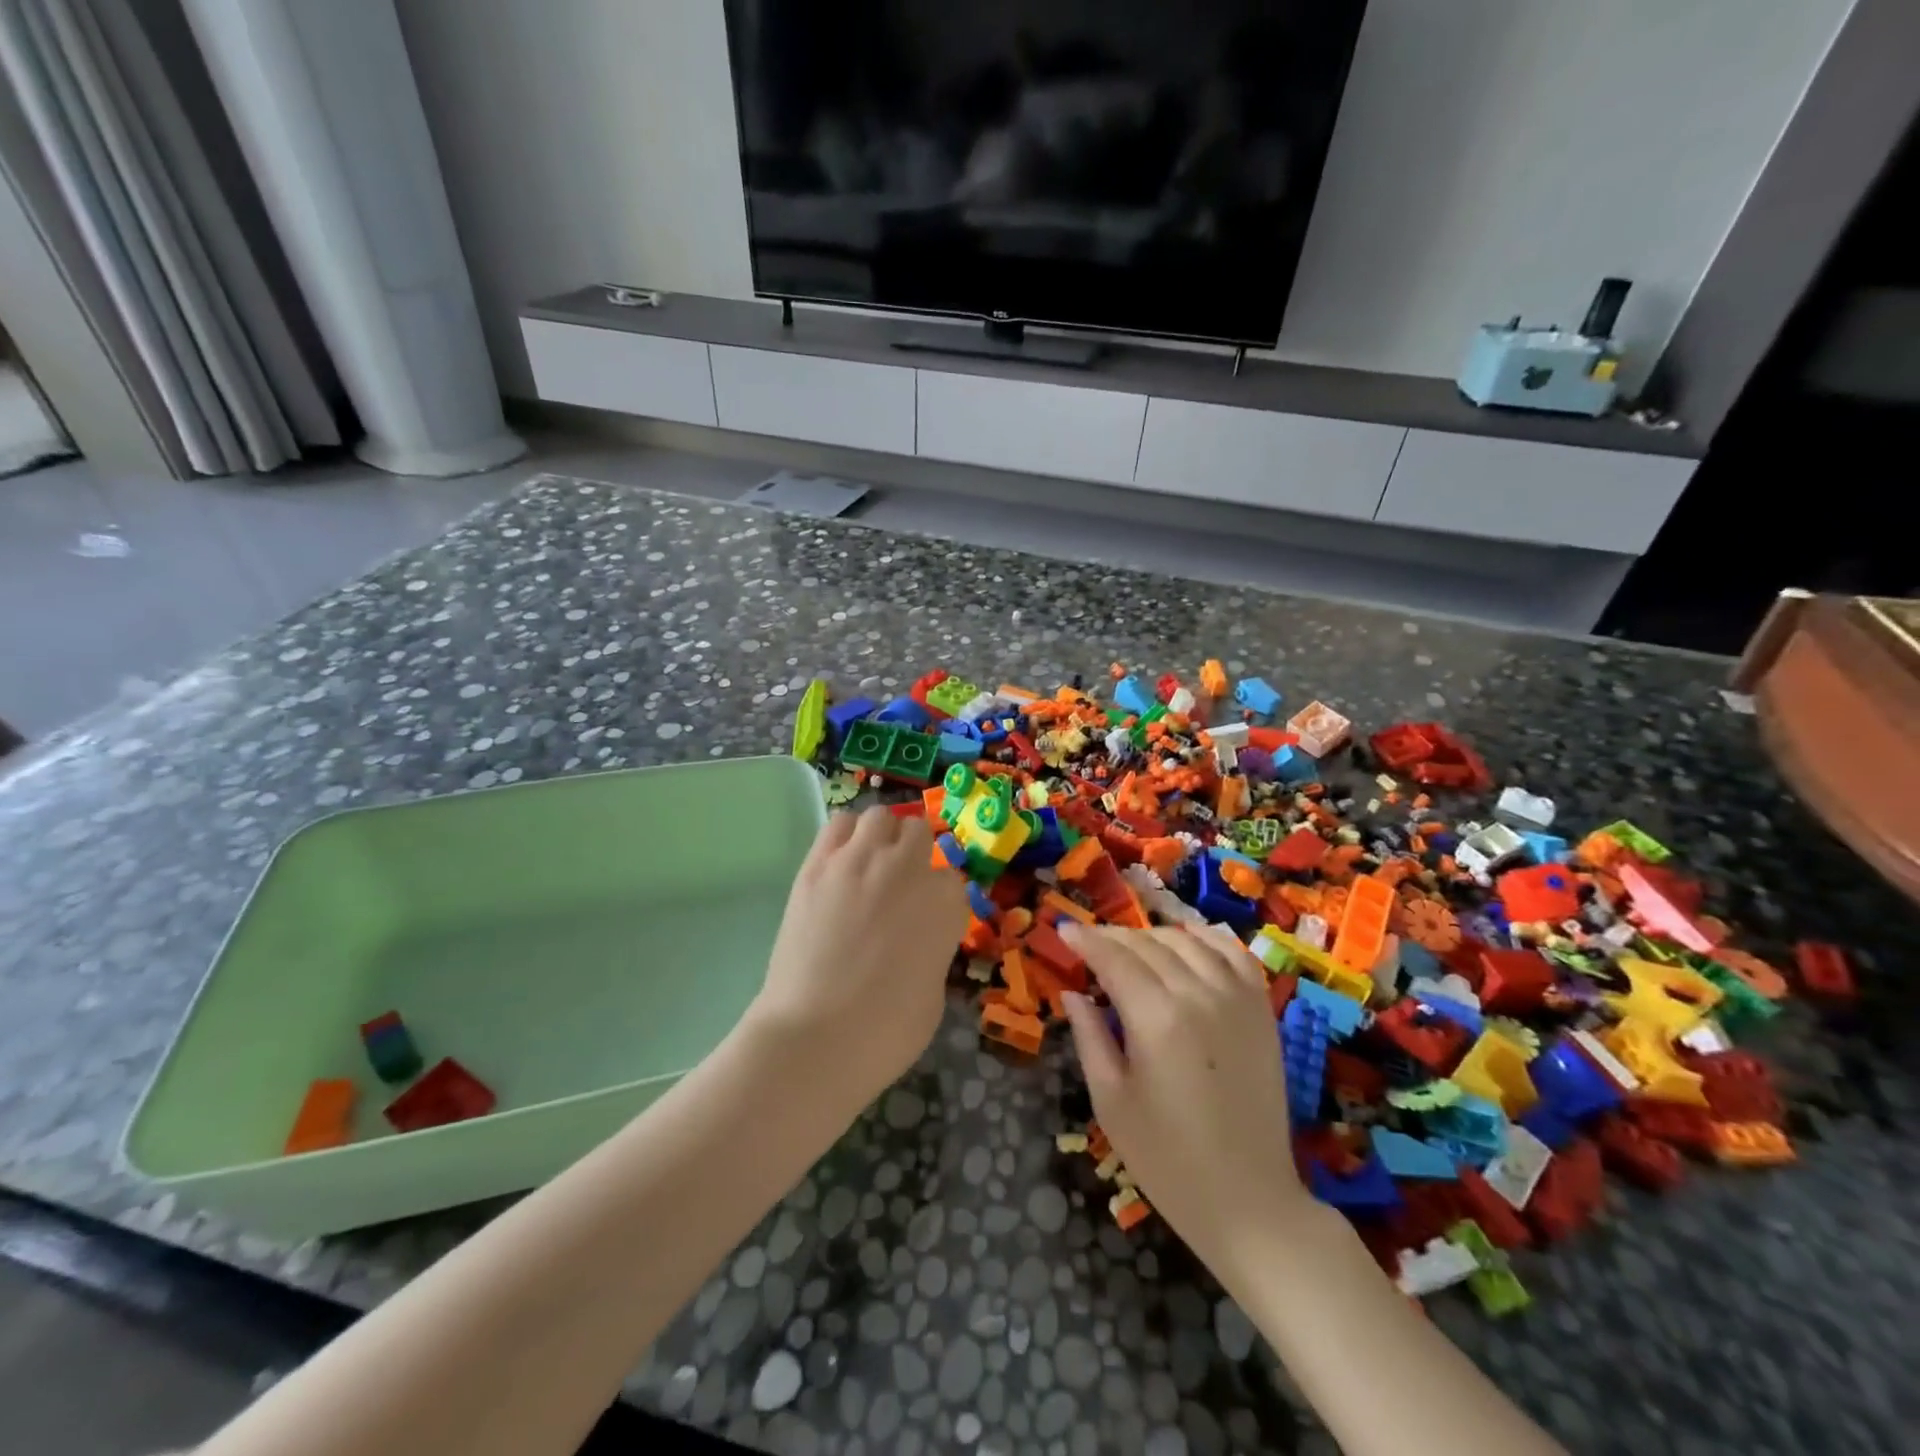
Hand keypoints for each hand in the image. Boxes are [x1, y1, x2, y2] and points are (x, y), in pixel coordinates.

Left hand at [748, 807, 968, 1105]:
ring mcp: (859, 861)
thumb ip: (933, 948)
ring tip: (870, 864)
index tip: (928, 916)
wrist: (815, 1037)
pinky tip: (842, 860)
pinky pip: (838, 824)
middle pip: (919, 835)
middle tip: (900, 885)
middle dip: (915, 855)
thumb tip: (918, 937)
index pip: (952, 879)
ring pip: (881, 817)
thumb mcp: (934, 993)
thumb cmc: (886, 1033)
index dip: (940, 898)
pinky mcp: (818, 865)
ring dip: (882, 836)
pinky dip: (845, 835)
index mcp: (945, 903)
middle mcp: (907, 870)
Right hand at [1061, 925, 1311, 1274]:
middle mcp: (1198, 994)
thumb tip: (1073, 993)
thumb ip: (1090, 1037)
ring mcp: (1237, 998)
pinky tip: (1187, 943)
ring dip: (1152, 936)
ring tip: (1130, 948)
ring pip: (1187, 942)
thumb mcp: (1111, 1102)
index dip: (1085, 940)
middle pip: (1147, 944)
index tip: (1063, 930)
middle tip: (1089, 943)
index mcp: (1156, 1018)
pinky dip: (1205, 939)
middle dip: (1112, 937)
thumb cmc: (1168, 1160)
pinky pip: (1233, 953)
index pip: (1113, 958)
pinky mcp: (1262, 1010)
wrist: (1250, 1201)